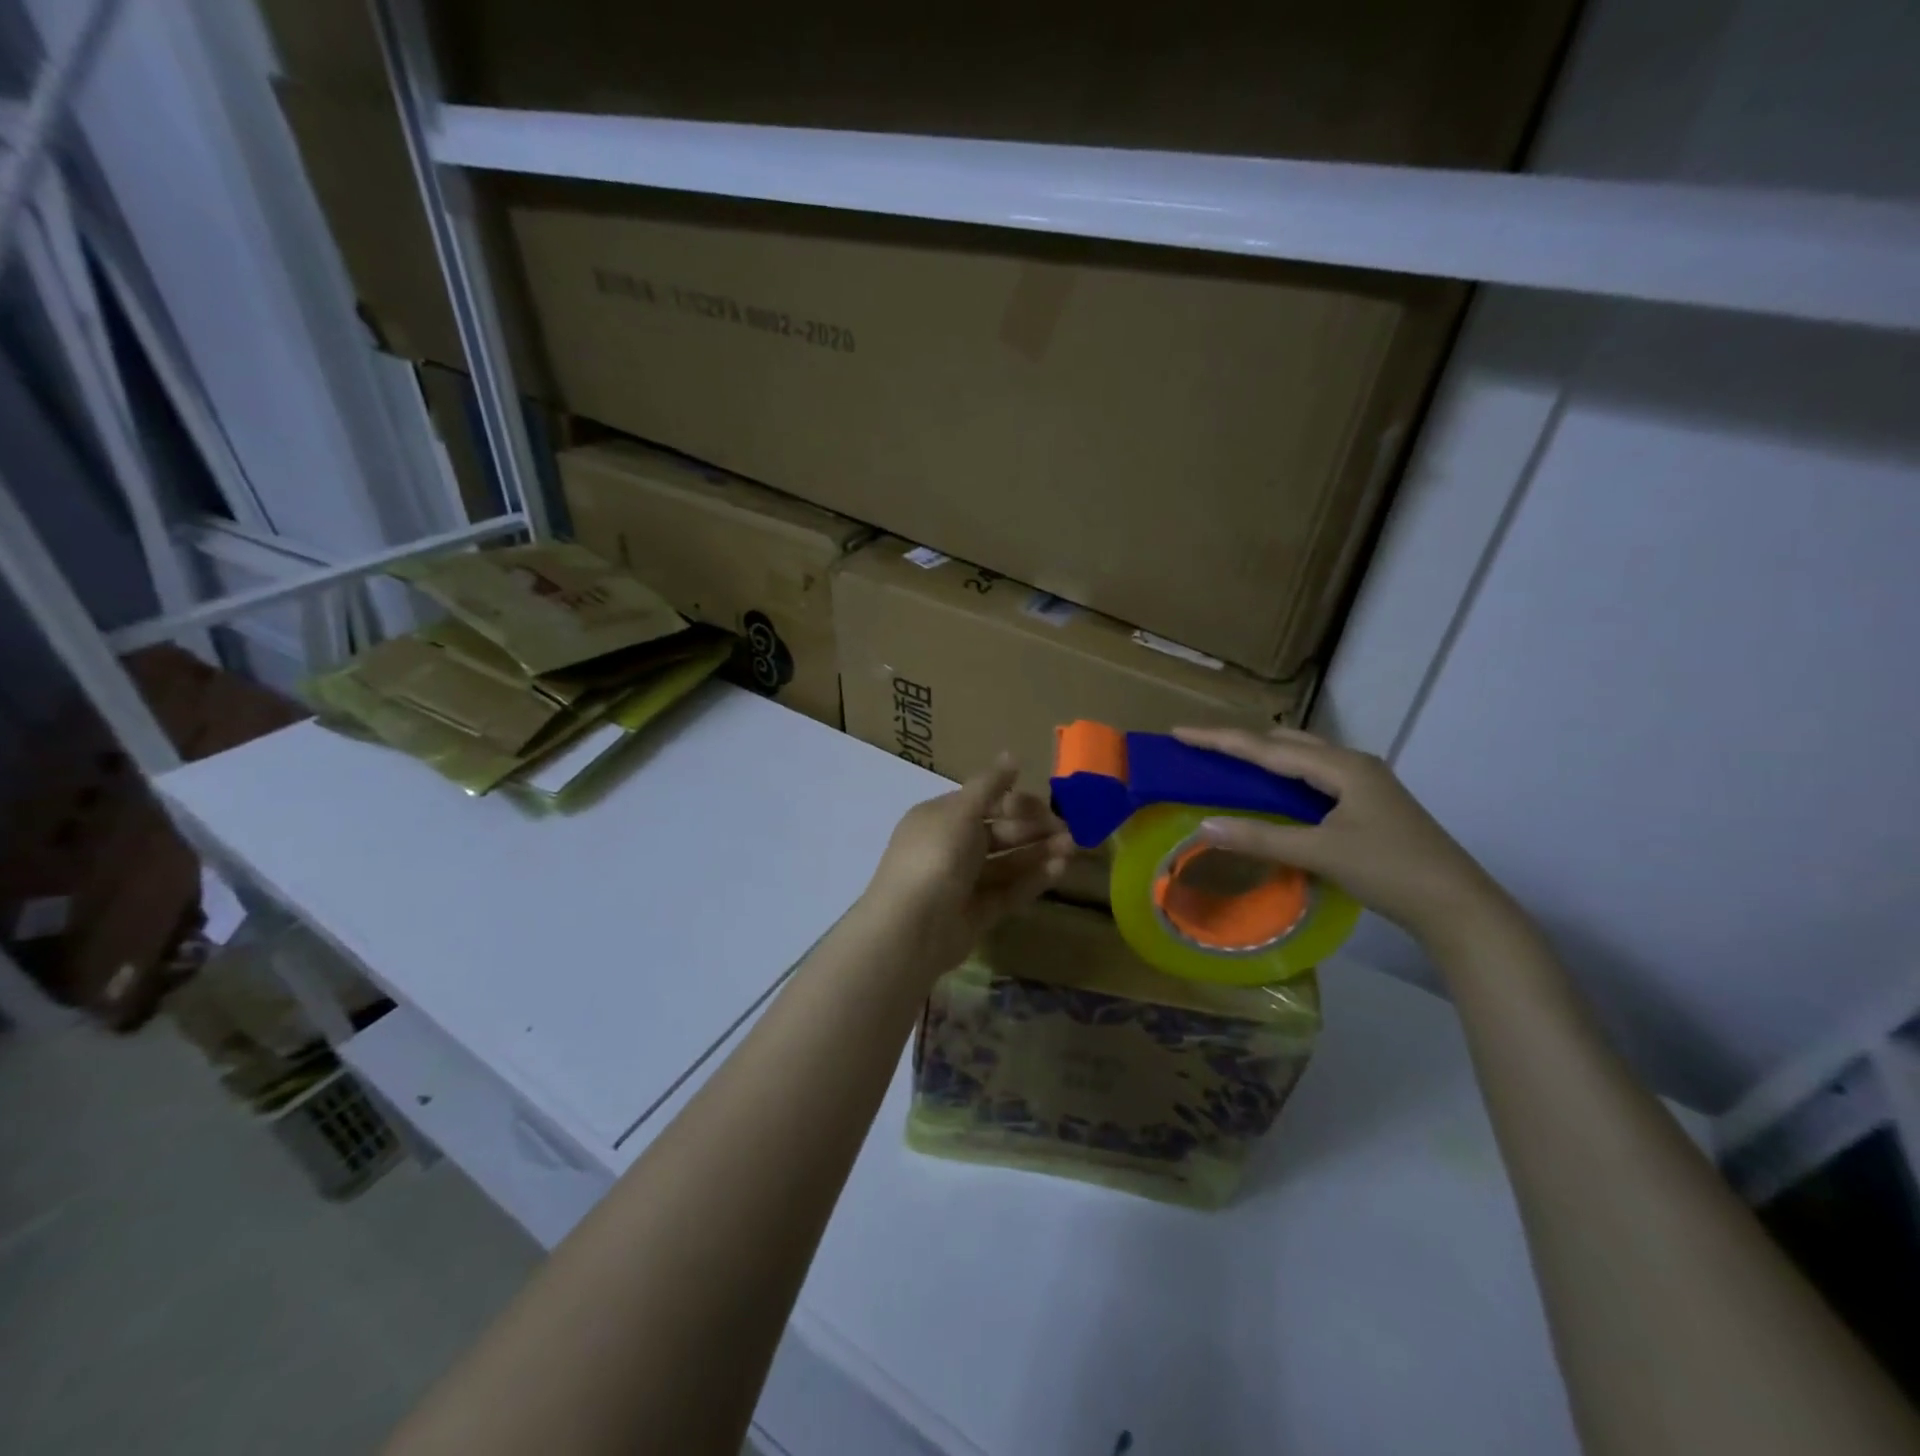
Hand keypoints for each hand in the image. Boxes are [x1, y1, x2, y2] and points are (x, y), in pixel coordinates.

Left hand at [861, 757, 1073, 978]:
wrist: (911, 927)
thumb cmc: (935, 856)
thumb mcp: (962, 811)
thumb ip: (990, 785)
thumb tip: (1012, 755)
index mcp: (940, 818)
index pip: (984, 803)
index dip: (1016, 803)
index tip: (1046, 807)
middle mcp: (950, 847)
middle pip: (999, 833)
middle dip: (1034, 829)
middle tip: (1070, 831)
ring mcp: (963, 883)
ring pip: (1007, 863)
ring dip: (1039, 853)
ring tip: (1073, 849)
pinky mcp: (977, 913)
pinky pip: (1008, 891)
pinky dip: (1033, 879)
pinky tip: (1060, 870)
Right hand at [1172, 726, 1511, 945]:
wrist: (1458, 905)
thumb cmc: (1389, 870)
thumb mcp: (1320, 852)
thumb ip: (1260, 837)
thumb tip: (1202, 825)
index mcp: (1341, 766)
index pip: (1266, 748)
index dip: (1219, 740)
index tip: (1179, 732)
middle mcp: (1353, 764)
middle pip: (1285, 742)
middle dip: (1241, 742)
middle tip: (1201, 747)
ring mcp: (1365, 783)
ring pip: (1303, 758)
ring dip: (1264, 757)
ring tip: (1228, 762)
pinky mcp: (1369, 803)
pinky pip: (1314, 777)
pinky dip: (1284, 777)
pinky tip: (1272, 792)